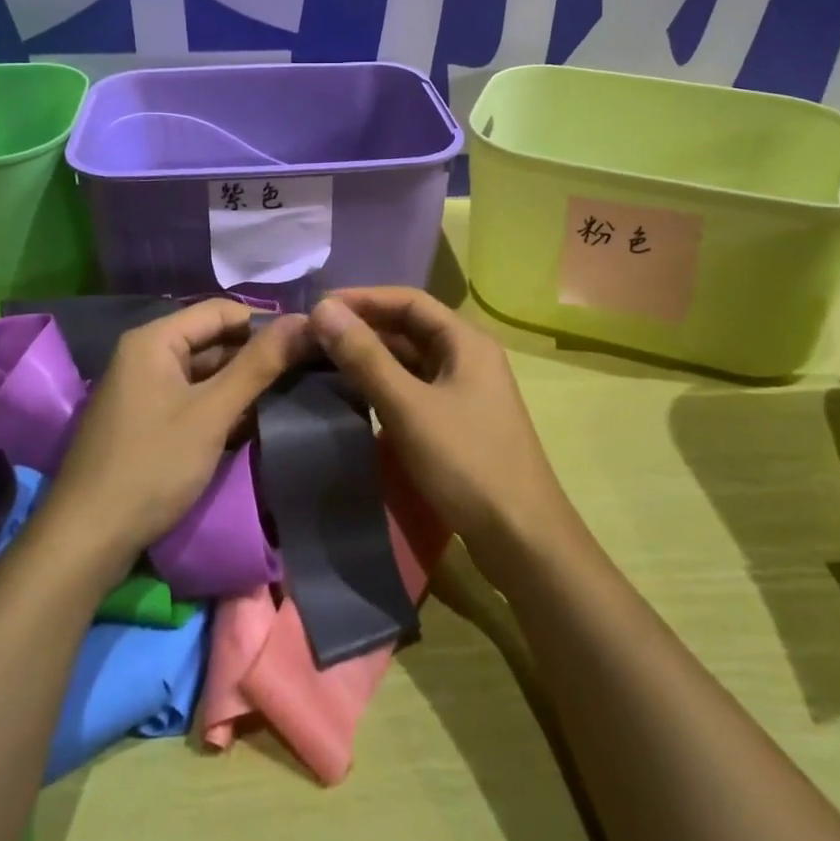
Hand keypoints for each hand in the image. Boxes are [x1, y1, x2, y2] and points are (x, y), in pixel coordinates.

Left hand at [47, 300, 307, 566]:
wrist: (85, 541)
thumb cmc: (152, 465)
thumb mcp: (212, 413)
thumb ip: (258, 365)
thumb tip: (304, 320)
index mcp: (155, 339)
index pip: (221, 311)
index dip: (264, 322)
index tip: (306, 341)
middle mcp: (145, 355)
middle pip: (211, 341)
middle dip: (255, 356)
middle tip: (304, 370)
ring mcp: (143, 390)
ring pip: (203, 373)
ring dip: (240, 384)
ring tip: (288, 394)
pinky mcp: (145, 421)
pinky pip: (191, 399)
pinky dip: (220, 407)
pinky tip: (253, 422)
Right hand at [309, 288, 572, 566]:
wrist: (523, 541)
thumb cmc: (467, 463)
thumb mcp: (408, 407)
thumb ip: (365, 357)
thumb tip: (322, 309)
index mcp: (465, 341)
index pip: (408, 301)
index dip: (363, 299)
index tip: (319, 308)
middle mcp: (468, 357)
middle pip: (409, 328)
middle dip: (364, 328)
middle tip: (315, 337)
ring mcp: (466, 391)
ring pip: (411, 360)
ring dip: (372, 358)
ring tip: (326, 363)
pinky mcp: (460, 421)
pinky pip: (415, 389)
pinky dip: (385, 386)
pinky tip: (356, 398)